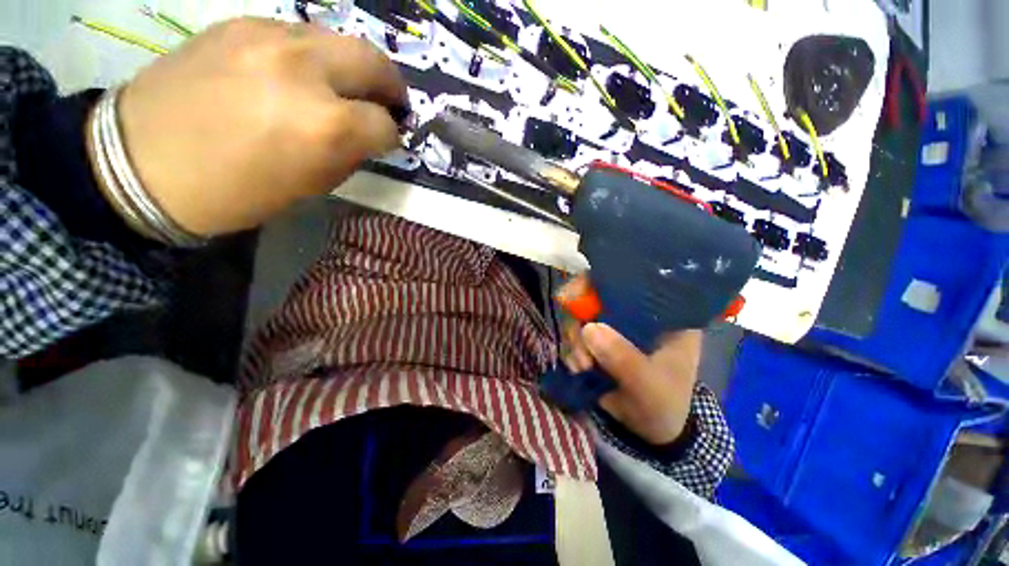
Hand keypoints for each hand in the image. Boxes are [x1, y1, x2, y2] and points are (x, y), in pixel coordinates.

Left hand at [100, 17, 407, 236]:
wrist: (140, 162)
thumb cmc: (233, 191)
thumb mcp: (309, 185)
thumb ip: (349, 154)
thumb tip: (370, 137)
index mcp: (325, 125)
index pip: (383, 124)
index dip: (392, 137)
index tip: (387, 142)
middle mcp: (305, 70)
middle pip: (374, 61)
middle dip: (390, 86)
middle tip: (389, 103)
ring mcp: (269, 36)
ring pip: (339, 41)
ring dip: (352, 68)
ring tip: (343, 89)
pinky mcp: (240, 24)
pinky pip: (299, 34)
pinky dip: (314, 57)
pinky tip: (300, 76)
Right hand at [558, 274, 701, 444]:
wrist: (649, 429)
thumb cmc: (664, 403)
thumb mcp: (650, 385)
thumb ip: (624, 359)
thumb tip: (588, 329)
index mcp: (662, 313)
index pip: (633, 281)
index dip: (602, 280)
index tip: (577, 295)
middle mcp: (635, 312)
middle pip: (597, 295)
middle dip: (580, 317)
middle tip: (578, 342)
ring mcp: (613, 326)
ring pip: (581, 316)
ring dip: (575, 339)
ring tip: (582, 366)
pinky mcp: (598, 340)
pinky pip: (575, 335)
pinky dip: (572, 350)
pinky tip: (578, 369)